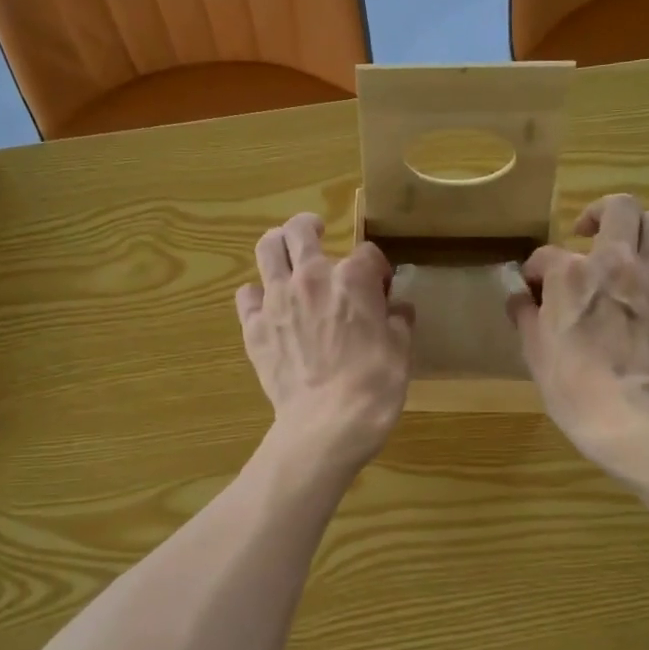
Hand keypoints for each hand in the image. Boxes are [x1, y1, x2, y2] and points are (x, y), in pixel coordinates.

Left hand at [237, 212, 413, 474]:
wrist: (328, 422)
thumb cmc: (374, 385)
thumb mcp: (401, 351)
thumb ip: (398, 322)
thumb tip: (397, 309)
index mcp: (353, 279)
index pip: (367, 254)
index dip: (376, 268)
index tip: (381, 286)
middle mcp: (311, 278)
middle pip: (301, 230)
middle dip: (311, 227)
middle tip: (317, 233)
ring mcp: (277, 300)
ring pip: (267, 249)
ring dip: (277, 244)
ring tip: (285, 252)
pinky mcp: (254, 327)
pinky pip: (246, 295)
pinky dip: (256, 294)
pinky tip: (267, 305)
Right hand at [507, 194, 648, 485]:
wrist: (627, 413)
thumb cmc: (570, 383)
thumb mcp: (533, 350)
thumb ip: (527, 315)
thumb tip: (521, 299)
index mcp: (571, 272)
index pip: (546, 254)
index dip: (536, 269)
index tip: (534, 287)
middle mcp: (618, 261)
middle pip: (620, 207)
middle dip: (601, 214)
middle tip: (590, 236)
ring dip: (640, 234)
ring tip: (629, 255)